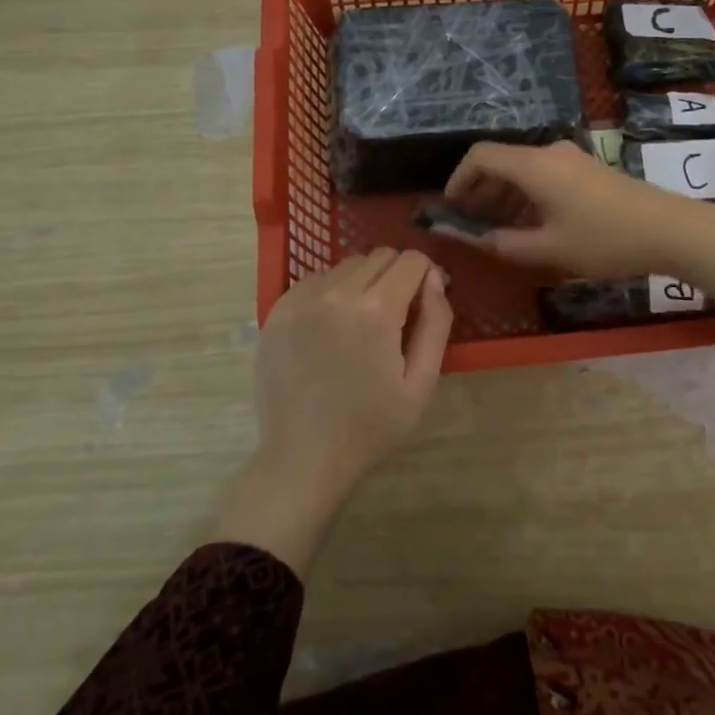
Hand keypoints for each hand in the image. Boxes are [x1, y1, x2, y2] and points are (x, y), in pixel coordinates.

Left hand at [211, 249, 451, 578]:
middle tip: (398, 315)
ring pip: (347, 265)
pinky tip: (332, 327)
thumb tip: (435, 279)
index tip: (426, 301)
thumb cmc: (371, 427)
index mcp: (376, 311)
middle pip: (380, 256)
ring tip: (362, 322)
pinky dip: (332, 291)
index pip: (411, 260)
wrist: (303, 458)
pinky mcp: (278, 311)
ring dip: (364, 281)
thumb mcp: (421, 384)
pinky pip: (316, 280)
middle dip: (397, 276)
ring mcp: (302, 299)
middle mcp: (337, 293)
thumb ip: (436, 324)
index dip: (427, 275)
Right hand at [441, 140, 714, 300]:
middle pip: (500, 161)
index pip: (480, 156)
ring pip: (522, 169)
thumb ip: (505, 245)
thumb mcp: (550, 249)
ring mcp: (571, 158)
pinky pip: (543, 174)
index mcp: (534, 166)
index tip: (450, 208)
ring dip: (503, 195)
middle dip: (479, 190)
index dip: (458, 179)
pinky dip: (526, 195)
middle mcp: (549, 153)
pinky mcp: (586, 169)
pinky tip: (531, 225)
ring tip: (498, 230)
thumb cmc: (604, 239)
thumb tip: (474, 241)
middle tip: (470, 224)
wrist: (669, 229)